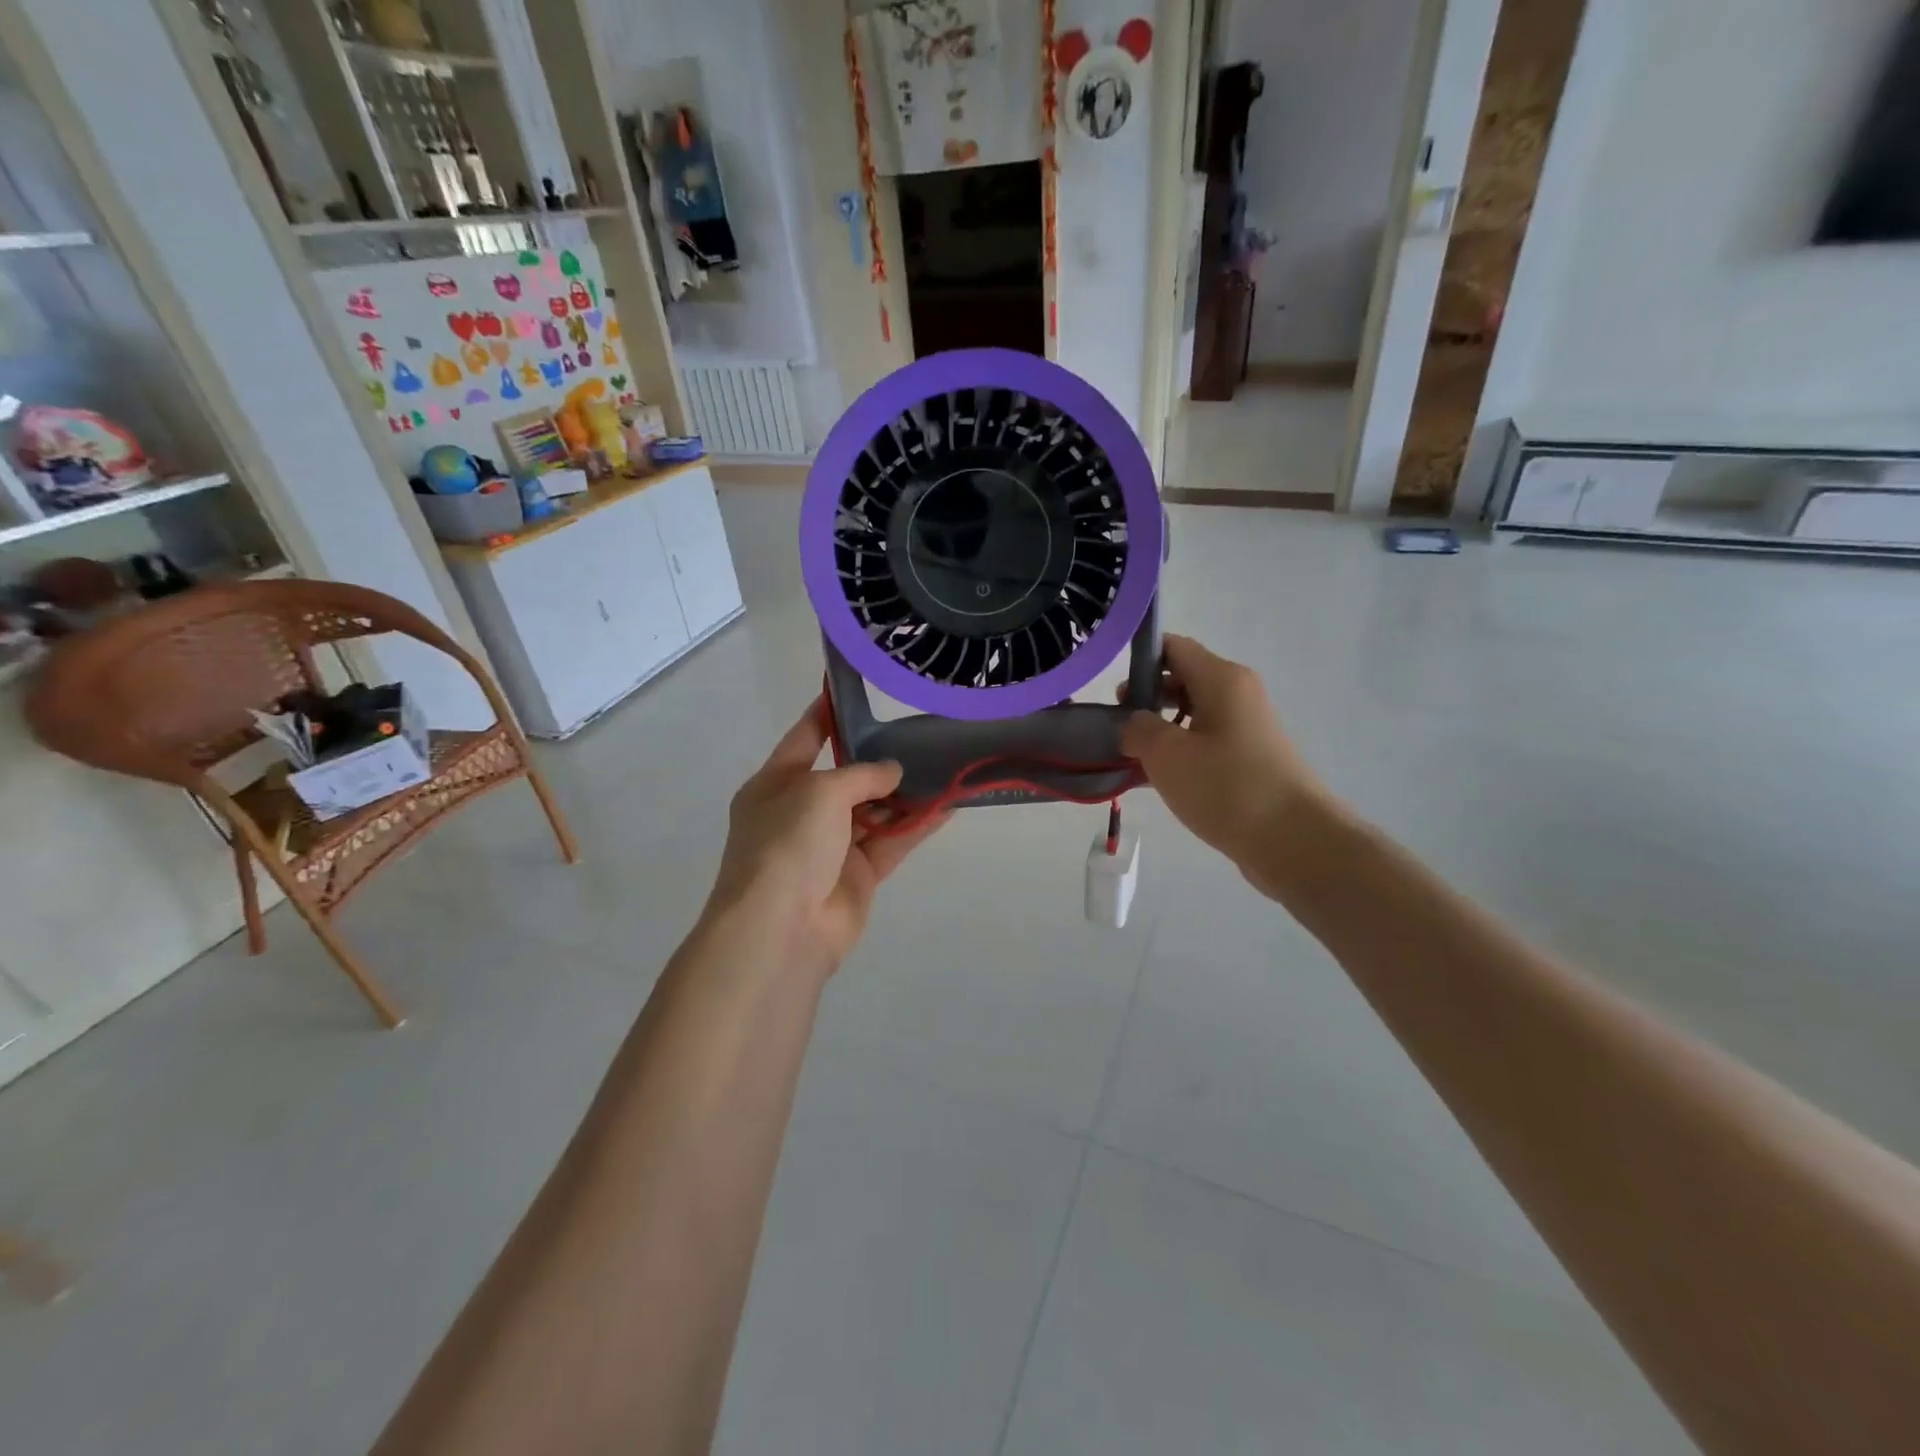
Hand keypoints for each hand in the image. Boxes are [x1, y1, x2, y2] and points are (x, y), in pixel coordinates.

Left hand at [703, 698, 949, 977]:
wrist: (781, 929)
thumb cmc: (787, 845)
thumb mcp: (819, 792)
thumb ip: (861, 774)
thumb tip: (893, 772)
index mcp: (775, 785)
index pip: (805, 737)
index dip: (828, 713)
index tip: (858, 691)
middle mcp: (801, 812)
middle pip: (846, 777)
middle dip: (880, 758)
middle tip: (921, 731)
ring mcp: (831, 846)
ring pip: (874, 810)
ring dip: (905, 793)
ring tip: (944, 764)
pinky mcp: (859, 875)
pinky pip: (892, 841)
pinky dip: (917, 825)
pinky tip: (949, 805)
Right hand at [1121, 635, 1330, 898]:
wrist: (1294, 840)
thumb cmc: (1227, 786)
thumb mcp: (1167, 754)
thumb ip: (1138, 729)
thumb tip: (1133, 724)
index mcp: (1221, 679)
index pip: (1174, 648)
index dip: (1139, 660)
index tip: (1112, 691)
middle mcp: (1238, 695)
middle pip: (1182, 680)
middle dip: (1145, 699)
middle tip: (1116, 727)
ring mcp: (1247, 729)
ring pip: (1192, 716)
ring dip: (1159, 731)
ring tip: (1129, 757)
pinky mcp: (1249, 761)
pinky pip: (1205, 744)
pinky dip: (1179, 754)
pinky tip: (1154, 781)